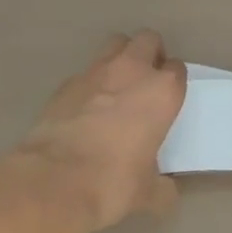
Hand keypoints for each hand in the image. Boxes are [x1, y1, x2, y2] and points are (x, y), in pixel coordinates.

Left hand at [13, 31, 184, 232]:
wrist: (54, 181)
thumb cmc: (112, 182)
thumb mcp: (146, 193)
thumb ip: (162, 188)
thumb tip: (167, 193)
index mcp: (162, 91)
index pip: (177, 69)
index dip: (173, 82)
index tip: (168, 99)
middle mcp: (132, 71)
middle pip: (148, 40)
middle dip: (150, 53)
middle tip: (146, 80)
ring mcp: (97, 71)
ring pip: (116, 43)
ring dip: (121, 57)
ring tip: (117, 85)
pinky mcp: (67, 82)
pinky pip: (86, 72)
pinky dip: (90, 83)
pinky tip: (85, 108)